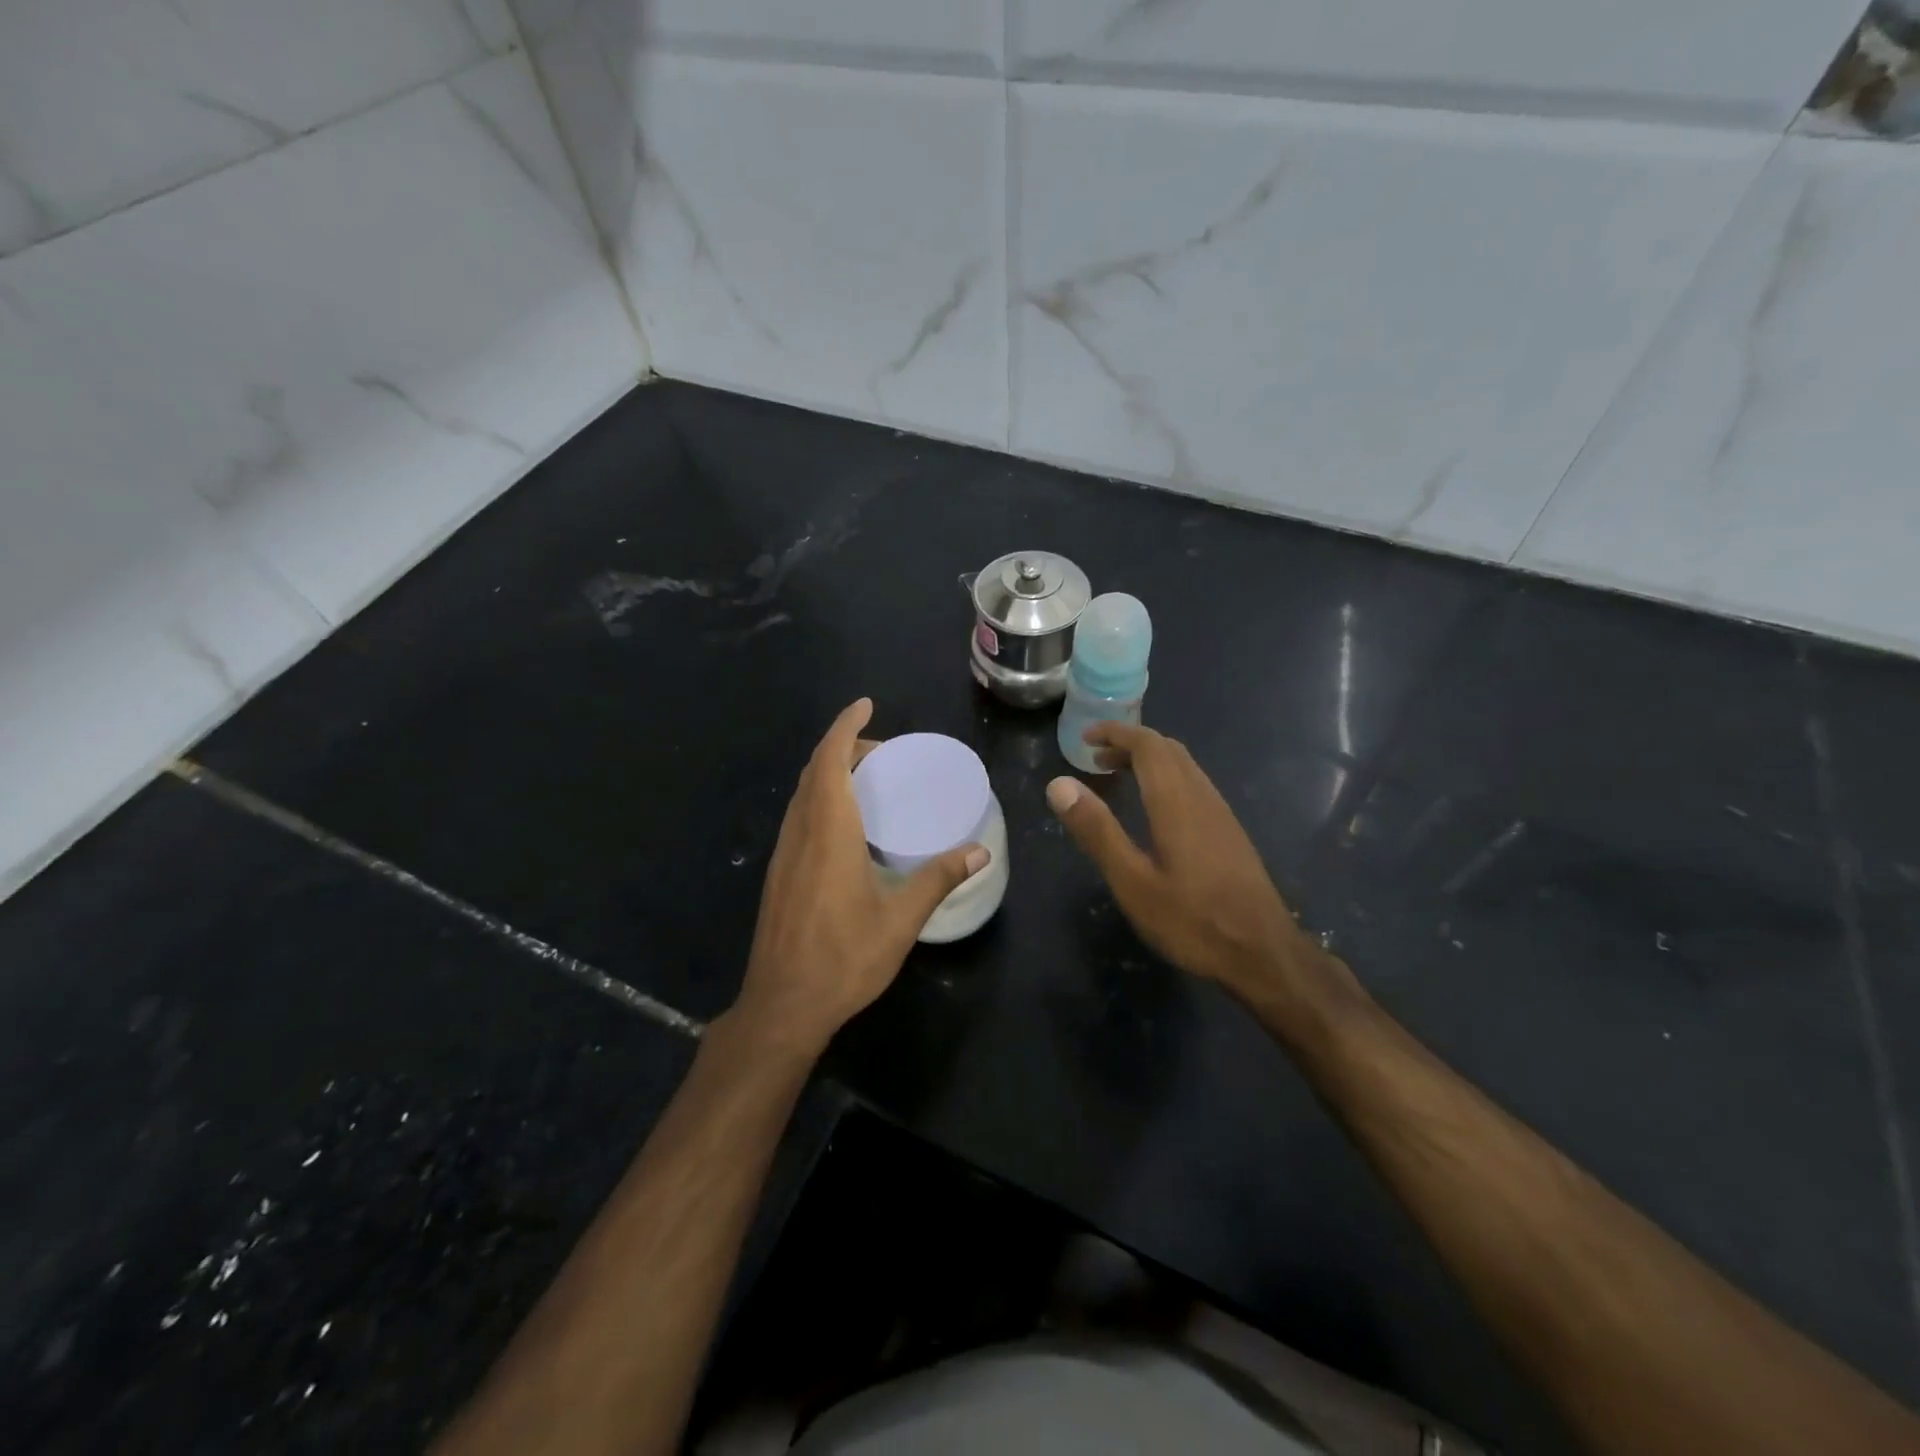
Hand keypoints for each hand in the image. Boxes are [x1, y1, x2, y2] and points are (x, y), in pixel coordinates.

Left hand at [734, 698, 987, 1054]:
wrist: (783, 1005)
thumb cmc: (844, 958)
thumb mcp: (900, 920)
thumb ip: (937, 879)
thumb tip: (978, 851)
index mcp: (828, 832)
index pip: (830, 761)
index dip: (845, 727)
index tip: (865, 706)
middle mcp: (800, 833)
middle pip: (815, 771)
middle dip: (844, 748)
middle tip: (883, 752)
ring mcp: (784, 854)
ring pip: (802, 794)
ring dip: (829, 773)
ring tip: (868, 781)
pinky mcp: (778, 874)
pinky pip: (798, 816)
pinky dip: (820, 799)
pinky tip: (845, 826)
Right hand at [1045, 723, 1355, 1019]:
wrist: (1263, 953)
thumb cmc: (1191, 920)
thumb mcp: (1132, 881)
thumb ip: (1097, 830)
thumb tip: (1059, 784)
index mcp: (1176, 801)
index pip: (1147, 744)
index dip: (1115, 733)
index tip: (1085, 737)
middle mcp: (1202, 796)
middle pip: (1168, 749)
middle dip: (1130, 743)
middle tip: (1096, 759)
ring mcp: (1221, 813)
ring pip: (1184, 766)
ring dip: (1149, 760)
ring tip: (1118, 777)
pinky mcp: (1229, 832)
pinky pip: (1194, 785)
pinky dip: (1166, 778)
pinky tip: (1154, 809)